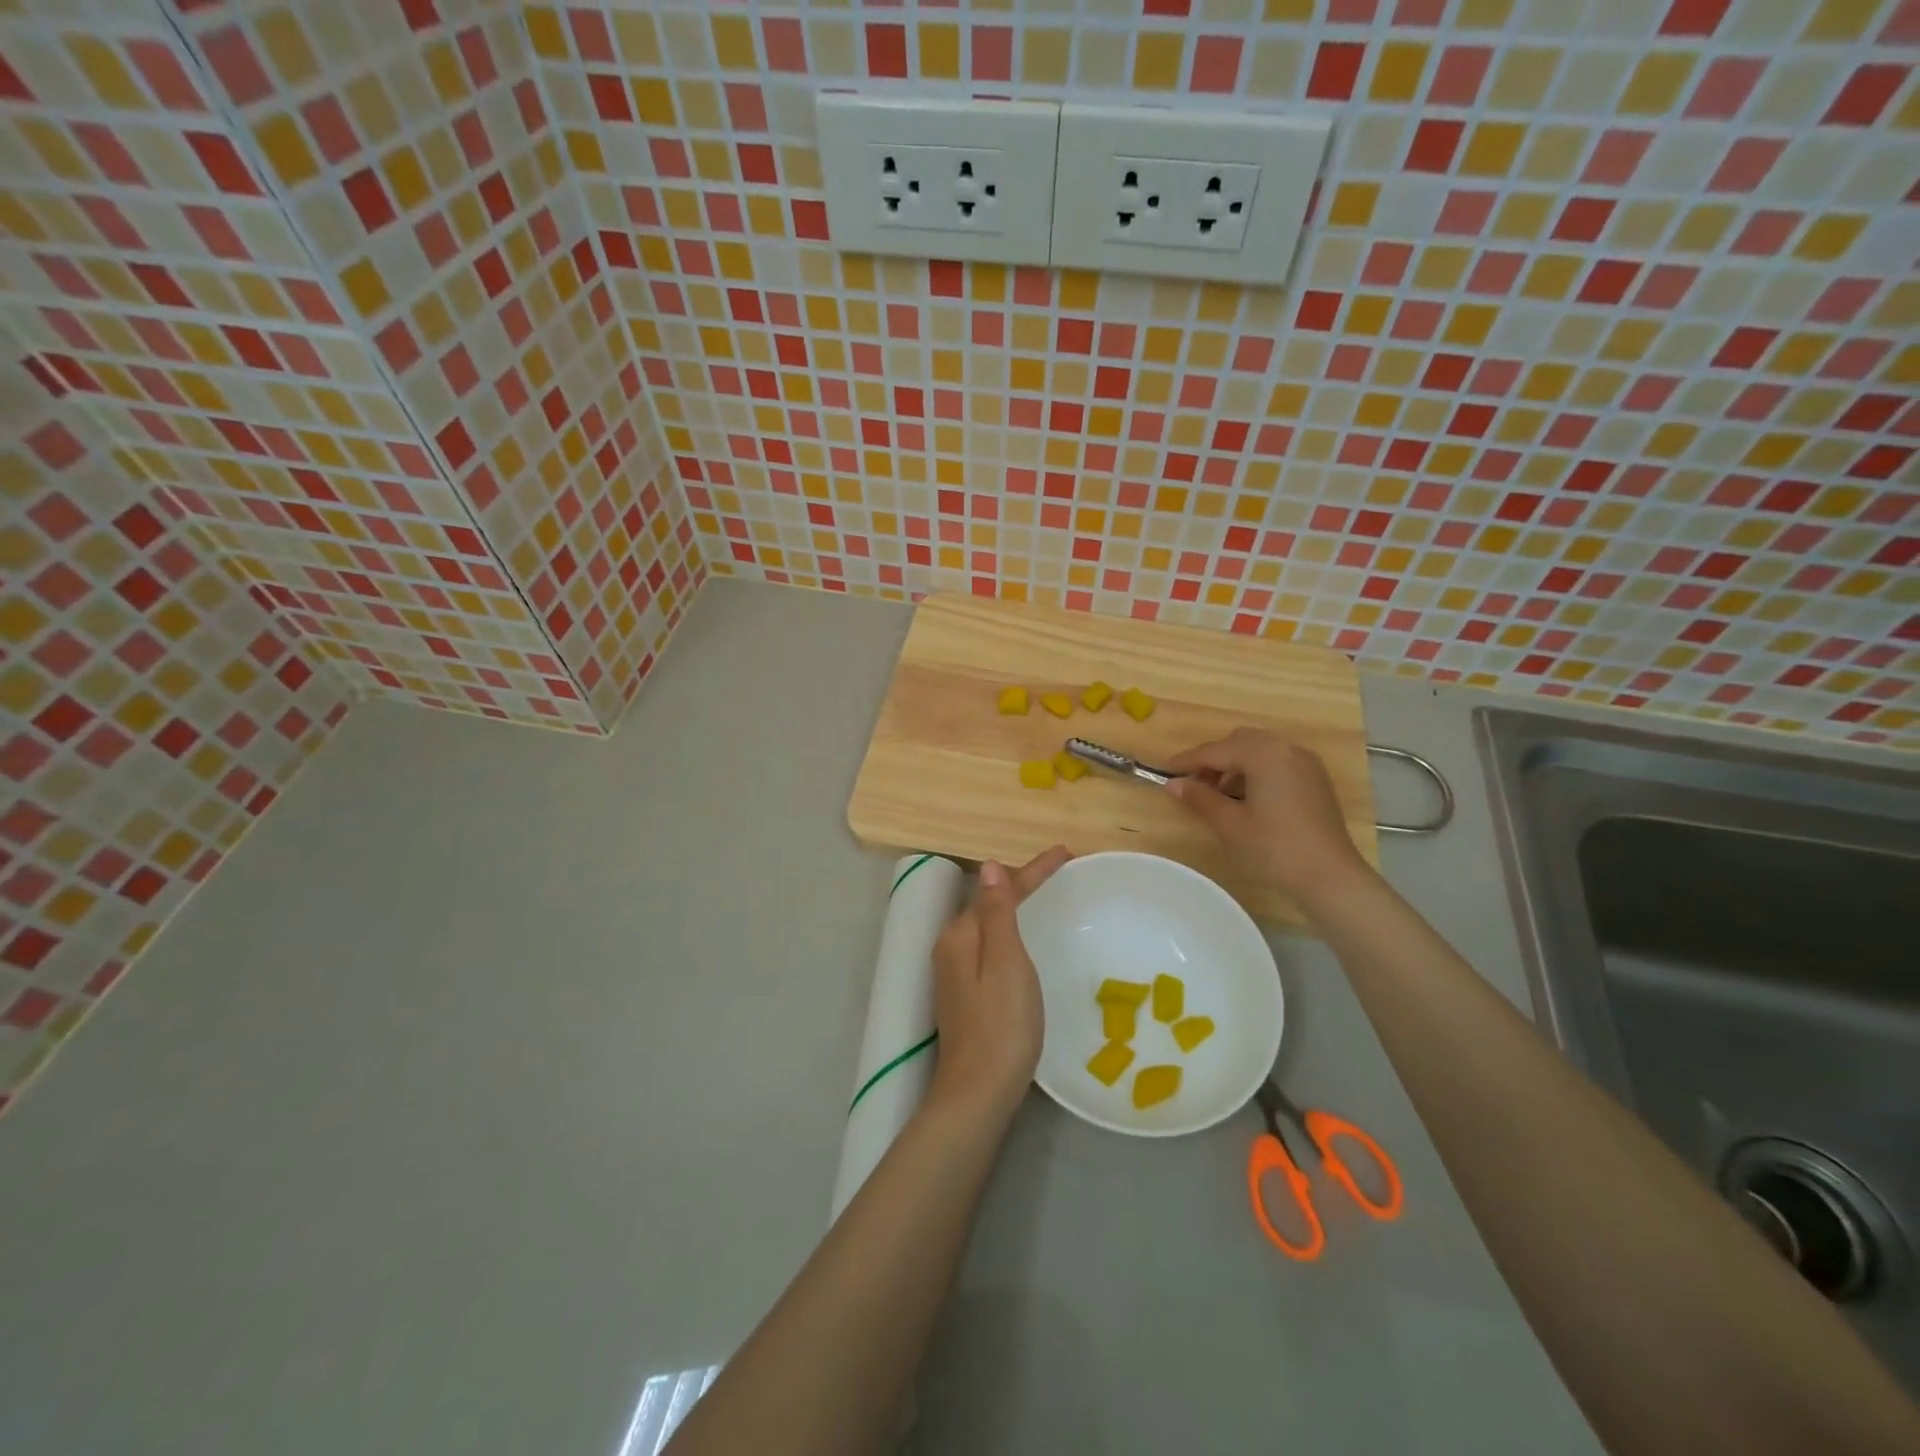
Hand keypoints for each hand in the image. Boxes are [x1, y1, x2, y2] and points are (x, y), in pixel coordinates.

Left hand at [928, 845, 1070, 1120]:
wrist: (978, 1093)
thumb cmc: (1001, 1026)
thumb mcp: (1006, 963)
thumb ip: (997, 913)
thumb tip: (989, 865)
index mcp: (961, 935)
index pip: (999, 889)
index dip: (1033, 870)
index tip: (1066, 853)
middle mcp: (952, 947)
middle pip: (991, 903)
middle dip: (1023, 884)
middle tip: (1061, 872)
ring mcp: (955, 972)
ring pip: (989, 925)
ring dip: (1015, 906)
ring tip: (1045, 895)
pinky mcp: (965, 994)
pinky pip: (990, 946)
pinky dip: (1010, 932)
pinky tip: (1023, 939)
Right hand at [1163, 729, 1370, 907]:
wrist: (1330, 877)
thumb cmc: (1274, 849)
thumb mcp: (1230, 824)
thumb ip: (1200, 798)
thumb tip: (1173, 784)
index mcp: (1264, 754)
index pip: (1215, 750)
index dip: (1187, 761)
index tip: (1163, 771)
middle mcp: (1286, 749)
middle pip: (1239, 742)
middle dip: (1213, 759)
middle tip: (1192, 784)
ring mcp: (1305, 763)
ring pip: (1259, 751)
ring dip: (1234, 766)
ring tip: (1218, 795)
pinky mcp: (1315, 779)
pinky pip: (1277, 763)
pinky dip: (1256, 772)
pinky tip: (1246, 799)